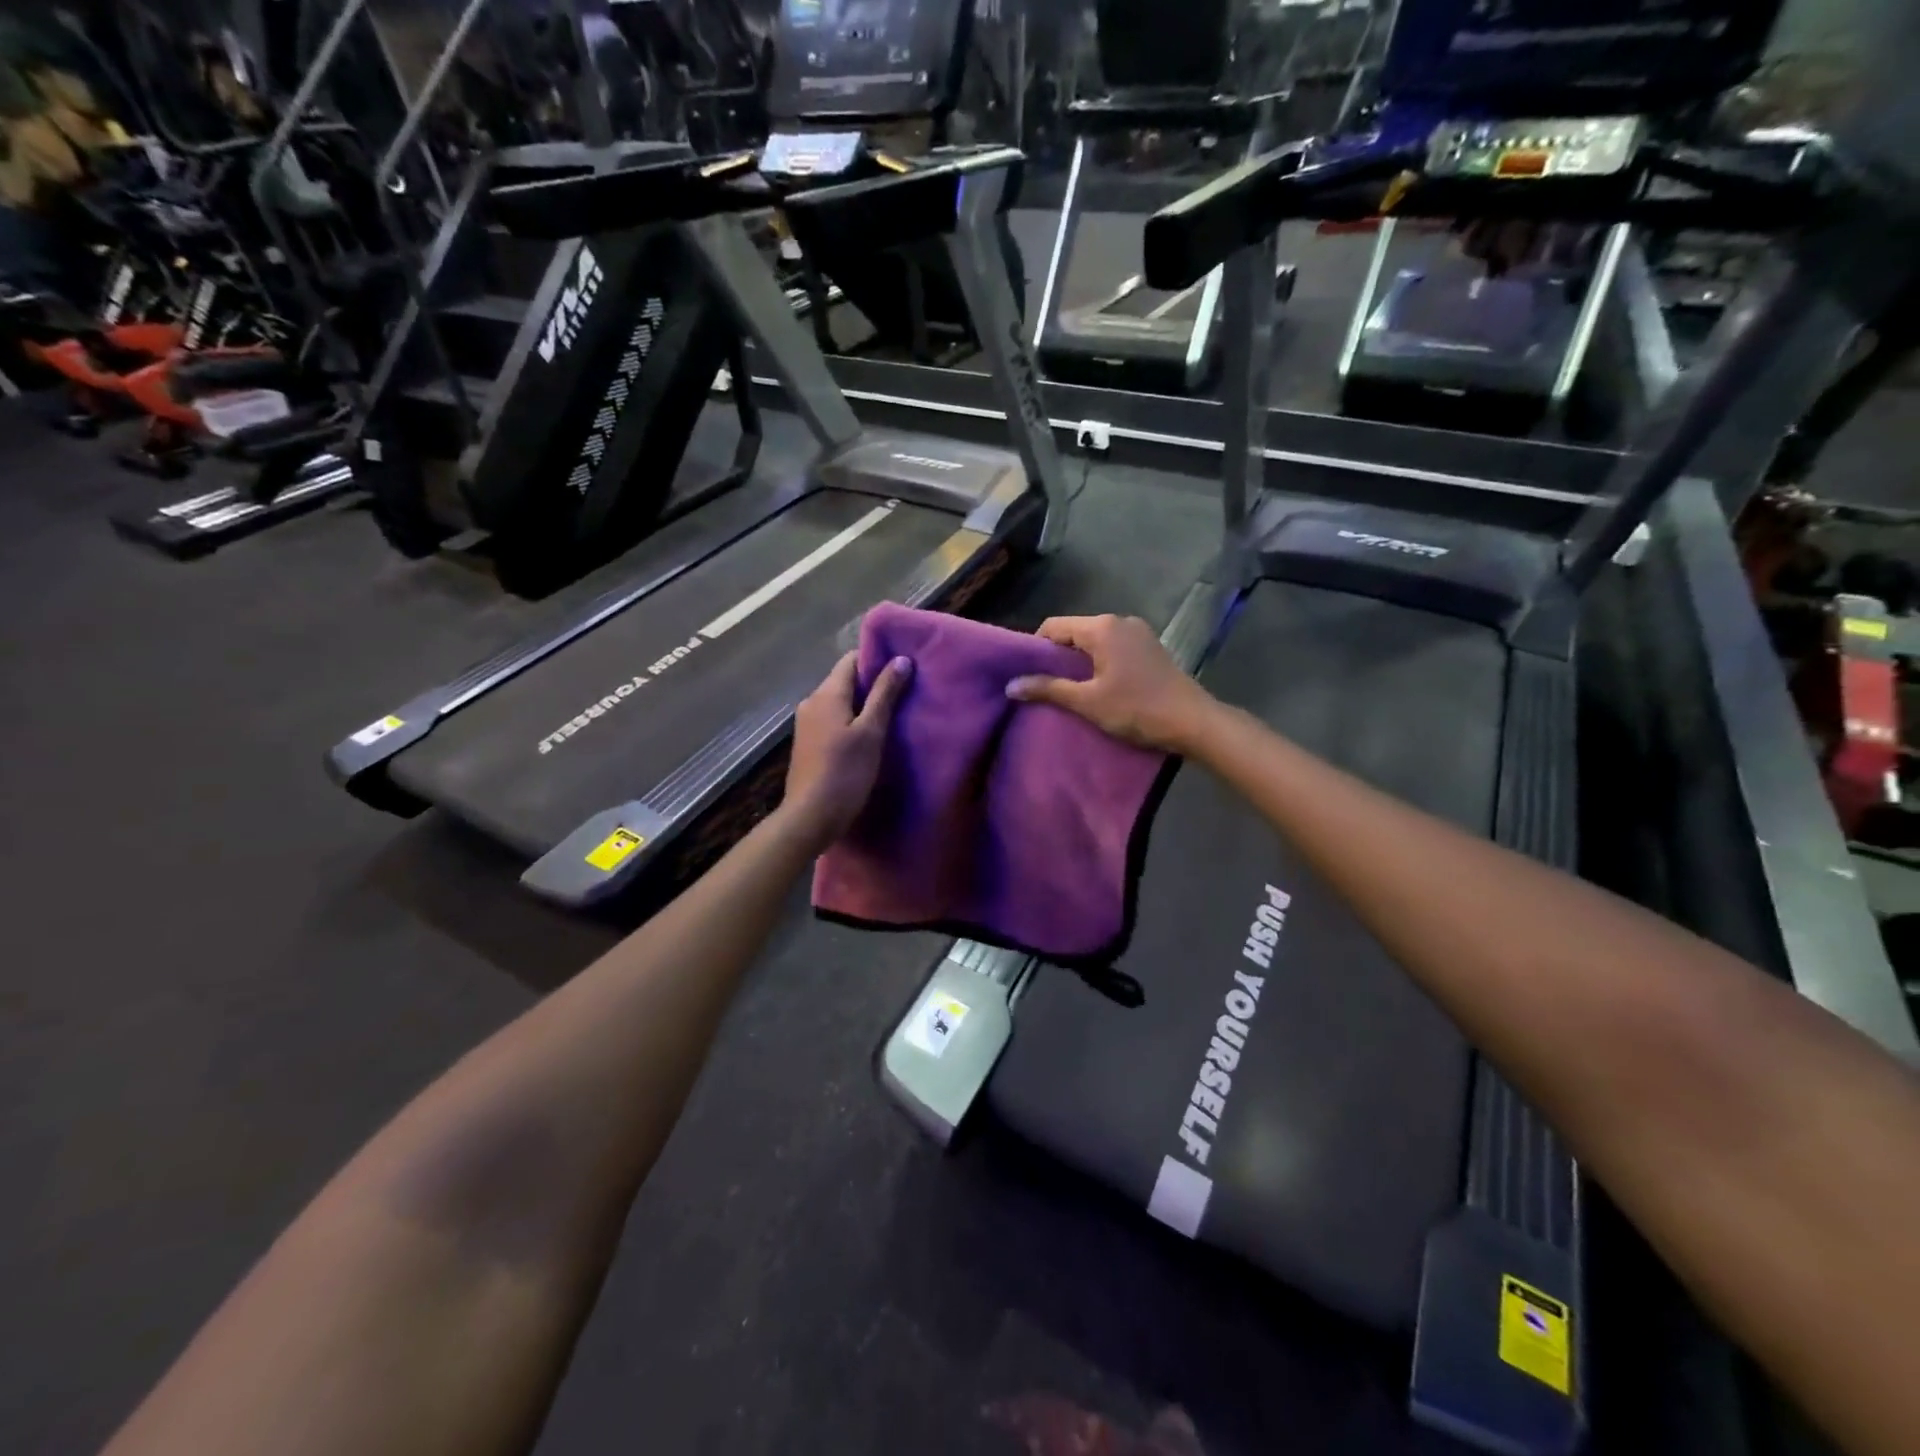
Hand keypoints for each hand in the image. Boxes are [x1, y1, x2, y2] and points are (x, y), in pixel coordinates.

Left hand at [783, 651, 913, 848]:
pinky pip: (833, 720)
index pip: (851, 660)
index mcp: (826, 694)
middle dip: (872, 683)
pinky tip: (869, 736)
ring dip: (863, 704)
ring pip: (840, 702)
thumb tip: (901, 660)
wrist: (810, 816)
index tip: (902, 668)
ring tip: (891, 715)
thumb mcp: (871, 732)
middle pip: (845, 680)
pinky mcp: (808, 743)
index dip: (876, 659)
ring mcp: (807, 723)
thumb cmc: (845, 772)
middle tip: (903, 693)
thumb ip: (885, 694)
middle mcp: (811, 702)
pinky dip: (851, 721)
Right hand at [1005, 614, 1215, 751]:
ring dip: (1079, 660)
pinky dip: (1099, 661)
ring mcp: (1138, 632)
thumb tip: (1011, 685)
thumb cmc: (1136, 709)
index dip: (1035, 648)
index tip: (1028, 674)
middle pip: (1075, 631)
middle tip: (1045, 685)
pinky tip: (1098, 685)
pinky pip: (1113, 647)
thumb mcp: (1087, 701)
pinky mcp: (1150, 646)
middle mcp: (1119, 621)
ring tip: (1069, 689)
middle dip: (1057, 656)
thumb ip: (1048, 689)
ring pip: (1095, 640)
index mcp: (1101, 627)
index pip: (1054, 626)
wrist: (1192, 721)